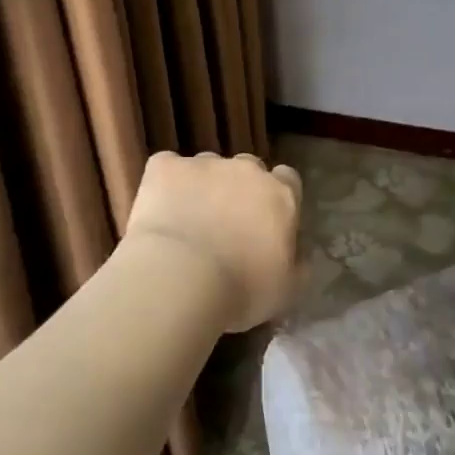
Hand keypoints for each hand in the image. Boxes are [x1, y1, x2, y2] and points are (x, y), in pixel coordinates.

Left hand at [123, 151, 302, 331]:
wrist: (179, 277)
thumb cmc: (241, 290)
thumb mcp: (286, 288)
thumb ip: (295, 262)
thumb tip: (296, 253)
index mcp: (281, 196)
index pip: (288, 180)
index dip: (276, 198)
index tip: (265, 222)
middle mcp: (246, 170)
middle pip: (248, 168)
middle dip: (239, 189)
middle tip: (224, 225)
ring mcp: (204, 164)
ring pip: (207, 166)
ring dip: (202, 186)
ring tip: (186, 221)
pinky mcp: (164, 166)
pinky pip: (167, 166)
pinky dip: (164, 184)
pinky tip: (159, 209)